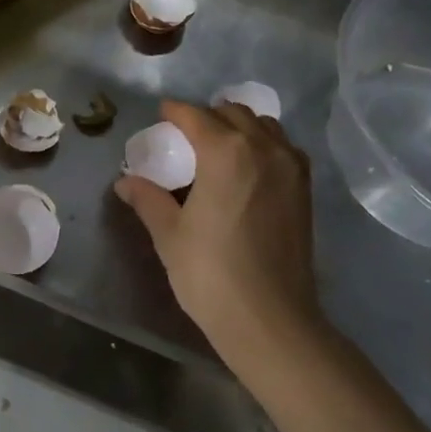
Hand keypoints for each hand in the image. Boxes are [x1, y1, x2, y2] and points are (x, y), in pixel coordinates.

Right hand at [113, 100, 320, 359]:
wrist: (270, 319)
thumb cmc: (211, 273)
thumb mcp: (169, 234)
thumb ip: (148, 199)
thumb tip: (125, 182)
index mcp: (225, 152)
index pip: (195, 116)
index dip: (175, 112)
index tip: (162, 114)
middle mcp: (263, 148)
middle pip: (233, 113)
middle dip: (207, 116)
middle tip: (186, 136)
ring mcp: (290, 168)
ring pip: (264, 126)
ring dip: (239, 127)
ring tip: (219, 149)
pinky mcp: (305, 190)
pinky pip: (283, 149)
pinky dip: (264, 146)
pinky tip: (249, 170)